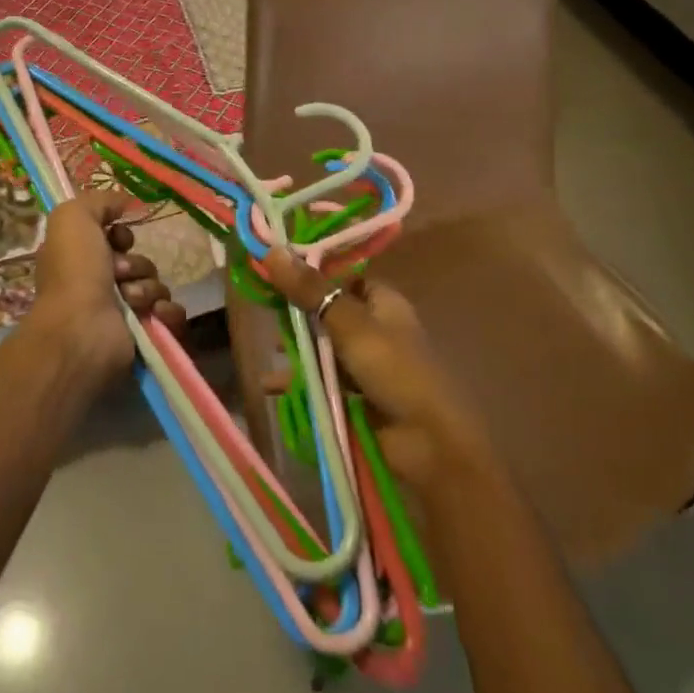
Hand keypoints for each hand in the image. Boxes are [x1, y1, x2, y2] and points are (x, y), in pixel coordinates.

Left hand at [27, 189, 186, 388]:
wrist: (81, 330)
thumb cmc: (74, 271)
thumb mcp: (72, 218)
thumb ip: (98, 201)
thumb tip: (124, 203)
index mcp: (83, 260)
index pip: (118, 239)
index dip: (122, 236)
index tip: (118, 240)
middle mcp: (102, 285)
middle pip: (140, 262)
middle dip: (136, 265)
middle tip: (119, 274)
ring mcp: (124, 312)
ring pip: (157, 285)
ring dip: (147, 288)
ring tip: (130, 299)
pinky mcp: (144, 333)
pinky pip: (171, 313)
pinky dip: (167, 311)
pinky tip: (153, 313)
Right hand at [262, 250, 494, 496]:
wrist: (429, 443)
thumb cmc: (396, 371)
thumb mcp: (351, 325)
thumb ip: (311, 291)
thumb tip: (272, 249)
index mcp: (383, 302)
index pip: (343, 278)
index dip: (311, 273)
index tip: (274, 269)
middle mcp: (375, 328)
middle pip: (329, 312)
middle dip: (298, 313)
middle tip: (264, 309)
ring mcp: (365, 364)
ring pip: (322, 347)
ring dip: (296, 349)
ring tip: (269, 351)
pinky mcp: (355, 396)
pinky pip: (321, 380)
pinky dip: (299, 381)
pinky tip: (272, 386)